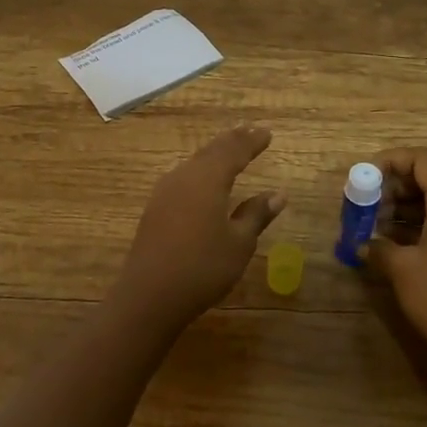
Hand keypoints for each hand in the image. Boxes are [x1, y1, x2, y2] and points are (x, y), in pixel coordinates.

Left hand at [111, 126, 285, 329]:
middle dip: (232, 140)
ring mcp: (165, 192)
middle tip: (249, 131)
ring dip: (214, 153)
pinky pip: (183, 177)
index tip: (267, 133)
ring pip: (195, 162)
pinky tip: (202, 179)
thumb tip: (277, 195)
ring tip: (229, 149)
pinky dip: (200, 170)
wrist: (149, 295)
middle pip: (211, 151)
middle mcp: (184, 177)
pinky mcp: (155, 208)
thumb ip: (256, 215)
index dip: (252, 142)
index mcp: (208, 179)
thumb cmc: (202, 268)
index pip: (234, 151)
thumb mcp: (238, 244)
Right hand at [366, 147, 426, 371]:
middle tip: (365, 205)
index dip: (392, 160)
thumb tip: (362, 243)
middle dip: (392, 186)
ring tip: (371, 225)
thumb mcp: (401, 268)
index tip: (365, 176)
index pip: (422, 160)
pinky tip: (389, 244)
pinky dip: (413, 226)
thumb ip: (378, 246)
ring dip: (400, 208)